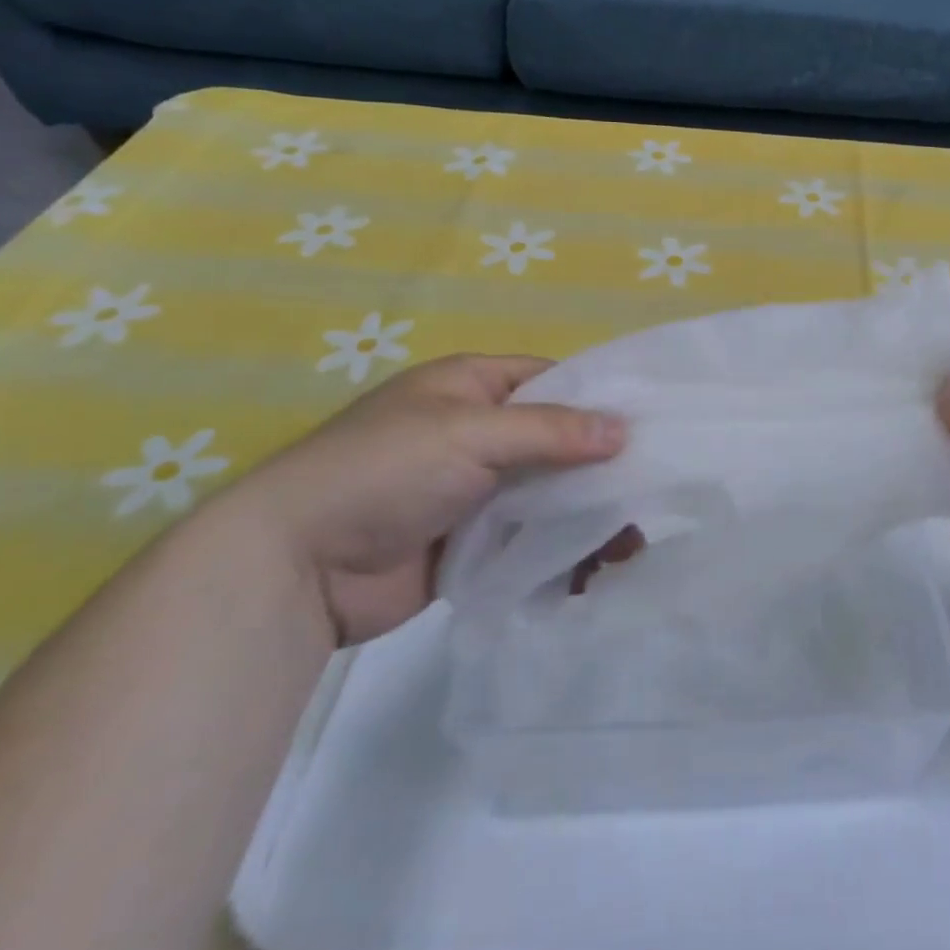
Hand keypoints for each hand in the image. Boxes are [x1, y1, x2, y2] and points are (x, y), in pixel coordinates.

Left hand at [208, 355, 627, 644]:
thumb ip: (549, 431)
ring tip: (632, 544)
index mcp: (471, 386)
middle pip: (556, 440)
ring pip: (547, 492)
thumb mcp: (469, 434)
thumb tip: (623, 431)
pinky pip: (528, 537)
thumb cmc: (384, 471)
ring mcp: (473, 489)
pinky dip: (560, 549)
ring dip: (586, 513)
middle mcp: (476, 432)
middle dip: (601, 466)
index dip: (598, 399)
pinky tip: (596, 569)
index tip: (650, 425)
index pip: (552, 380)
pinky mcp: (470, 542)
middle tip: (653, 492)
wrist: (296, 566)